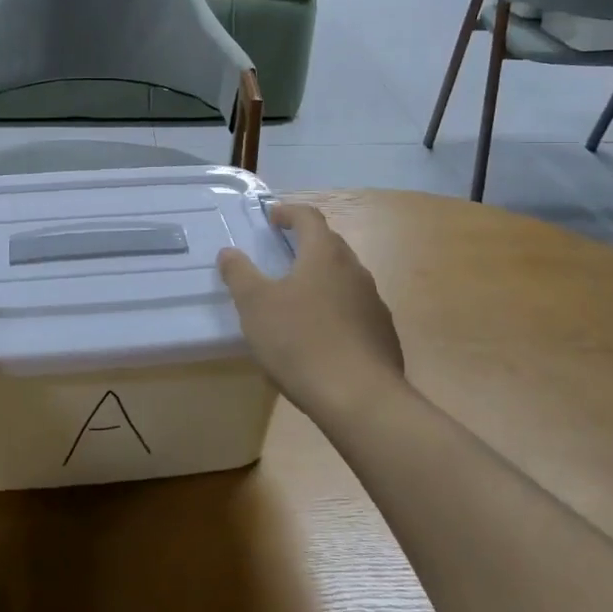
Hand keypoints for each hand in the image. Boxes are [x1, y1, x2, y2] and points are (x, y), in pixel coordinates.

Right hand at [217, 203, 404, 412]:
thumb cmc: (300, 341)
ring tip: (298, 299)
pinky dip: (336, 311)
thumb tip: (229, 252)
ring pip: (345, 279)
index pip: (309, 218)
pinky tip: (320, 336)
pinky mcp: (383, 335)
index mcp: (325, 255)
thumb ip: (240, 274)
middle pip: (331, 246)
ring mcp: (374, 304)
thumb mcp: (256, 306)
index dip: (289, 212)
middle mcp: (355, 271)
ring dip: (322, 279)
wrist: (360, 399)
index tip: (271, 218)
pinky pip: (355, 310)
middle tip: (282, 255)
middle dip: (306, 245)